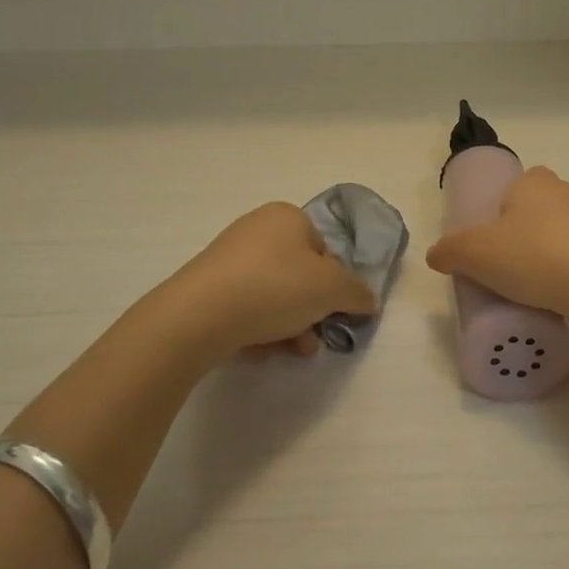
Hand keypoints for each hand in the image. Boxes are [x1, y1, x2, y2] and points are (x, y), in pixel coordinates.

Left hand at [169, 203, 378, 358]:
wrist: (200, 315)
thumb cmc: (276, 287)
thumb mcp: (332, 288)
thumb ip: (357, 293)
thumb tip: (368, 300)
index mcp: (287, 217)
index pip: (324, 249)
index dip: (334, 282)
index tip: (333, 309)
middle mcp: (257, 229)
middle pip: (299, 275)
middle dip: (311, 311)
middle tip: (314, 338)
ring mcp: (228, 258)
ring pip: (273, 295)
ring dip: (289, 325)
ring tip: (291, 351)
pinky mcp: (207, 287)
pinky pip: (245, 307)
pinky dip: (258, 328)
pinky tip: (258, 349)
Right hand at [424, 168, 568, 318]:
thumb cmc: (534, 257)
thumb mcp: (475, 255)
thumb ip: (450, 252)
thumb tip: (435, 255)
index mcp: (535, 182)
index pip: (515, 187)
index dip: (500, 213)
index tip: (492, 244)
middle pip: (540, 210)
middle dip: (526, 235)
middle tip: (509, 270)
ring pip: (567, 234)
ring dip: (553, 254)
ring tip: (538, 290)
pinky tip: (567, 297)